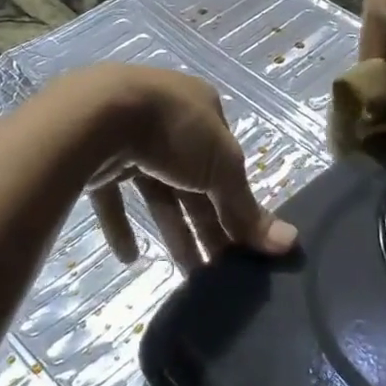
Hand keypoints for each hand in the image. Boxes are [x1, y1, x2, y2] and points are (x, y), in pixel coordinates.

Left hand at [67, 64, 297, 273]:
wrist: (95, 114)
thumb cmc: (173, 130)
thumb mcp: (222, 167)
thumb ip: (248, 208)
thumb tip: (290, 243)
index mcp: (203, 109)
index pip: (227, 163)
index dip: (235, 204)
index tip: (242, 246)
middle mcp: (169, 118)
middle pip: (193, 180)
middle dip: (207, 225)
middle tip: (218, 272)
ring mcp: (129, 134)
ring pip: (156, 189)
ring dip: (172, 230)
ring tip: (186, 276)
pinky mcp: (95, 154)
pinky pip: (113, 194)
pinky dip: (122, 224)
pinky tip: (129, 258)